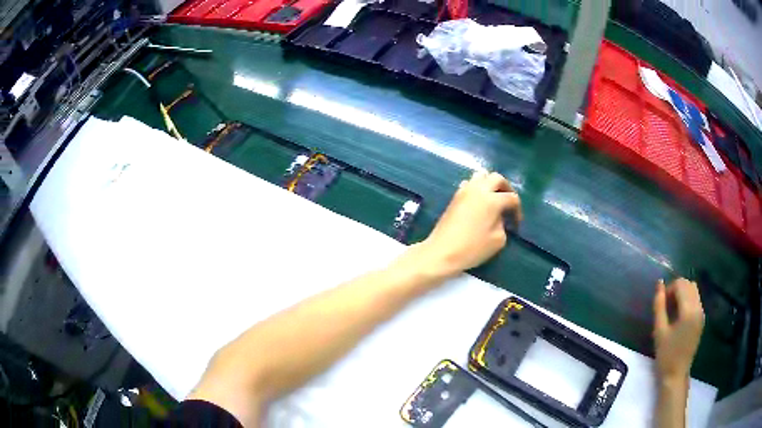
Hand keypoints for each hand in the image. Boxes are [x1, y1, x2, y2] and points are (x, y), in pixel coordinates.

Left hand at [406, 170, 521, 278]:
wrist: (441, 252)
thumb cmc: (472, 249)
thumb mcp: (498, 240)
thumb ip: (503, 224)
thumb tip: (498, 218)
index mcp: (492, 200)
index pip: (512, 198)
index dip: (517, 210)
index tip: (515, 225)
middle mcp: (478, 190)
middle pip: (497, 178)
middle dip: (506, 189)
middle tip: (508, 204)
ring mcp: (464, 191)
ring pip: (481, 176)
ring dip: (490, 184)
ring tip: (494, 199)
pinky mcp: (455, 196)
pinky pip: (469, 183)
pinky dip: (477, 188)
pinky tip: (479, 202)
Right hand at [653, 278, 704, 382]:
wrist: (676, 374)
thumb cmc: (666, 355)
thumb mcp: (659, 331)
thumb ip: (659, 305)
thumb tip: (659, 284)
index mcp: (688, 311)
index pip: (681, 284)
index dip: (669, 288)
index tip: (661, 303)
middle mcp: (698, 308)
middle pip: (689, 284)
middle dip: (676, 289)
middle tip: (665, 305)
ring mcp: (701, 313)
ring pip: (693, 290)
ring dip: (682, 293)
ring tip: (672, 310)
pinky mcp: (701, 319)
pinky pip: (696, 300)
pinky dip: (687, 300)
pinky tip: (679, 316)